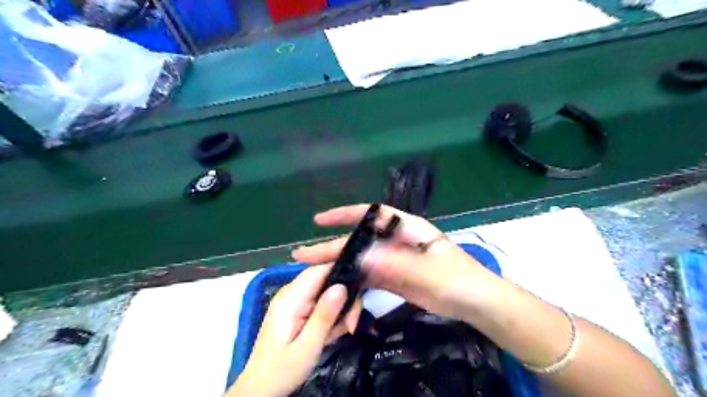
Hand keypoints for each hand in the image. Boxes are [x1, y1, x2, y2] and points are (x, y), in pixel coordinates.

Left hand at [230, 264, 361, 396]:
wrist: (260, 389)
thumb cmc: (281, 371)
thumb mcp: (307, 347)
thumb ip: (324, 316)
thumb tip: (342, 286)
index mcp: (290, 298)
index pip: (319, 269)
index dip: (342, 269)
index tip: (362, 284)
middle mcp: (291, 293)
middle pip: (326, 280)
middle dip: (344, 296)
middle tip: (353, 322)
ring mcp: (295, 301)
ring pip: (326, 292)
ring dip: (340, 309)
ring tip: (346, 329)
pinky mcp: (298, 310)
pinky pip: (321, 303)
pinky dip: (332, 315)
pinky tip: (335, 332)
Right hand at [293, 205, 507, 325]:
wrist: (475, 303)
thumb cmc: (458, 279)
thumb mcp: (428, 271)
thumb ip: (395, 264)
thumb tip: (361, 257)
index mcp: (407, 228)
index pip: (372, 215)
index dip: (345, 215)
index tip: (320, 220)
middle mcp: (396, 241)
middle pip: (360, 240)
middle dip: (333, 246)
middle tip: (303, 254)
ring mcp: (394, 260)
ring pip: (361, 260)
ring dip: (340, 265)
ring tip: (313, 274)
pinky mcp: (394, 278)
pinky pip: (369, 277)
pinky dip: (353, 281)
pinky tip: (337, 287)